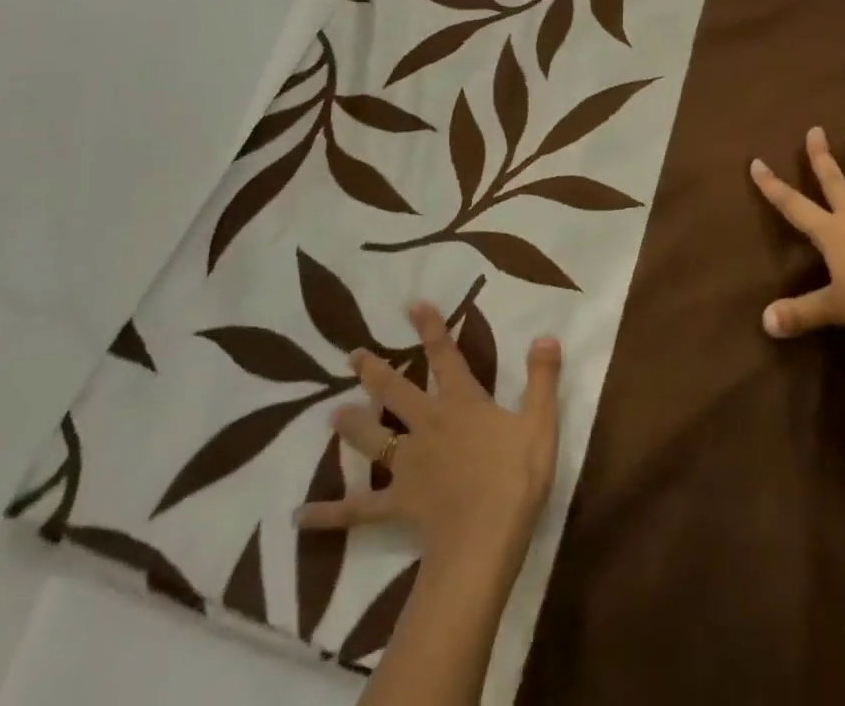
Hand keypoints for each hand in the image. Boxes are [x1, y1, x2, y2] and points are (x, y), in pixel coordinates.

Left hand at [295, 302, 561, 565]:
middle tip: (352, 355)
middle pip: (397, 392)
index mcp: (462, 403)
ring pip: (374, 439)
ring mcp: (408, 465)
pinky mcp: (397, 503)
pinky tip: (299, 516)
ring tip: (331, 414)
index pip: (446, 356)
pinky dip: (328, 512)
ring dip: (352, 425)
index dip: (431, 329)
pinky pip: (358, 508)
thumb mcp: (540, 422)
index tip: (413, 305)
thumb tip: (545, 336)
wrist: (484, 539)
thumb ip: (542, 378)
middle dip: (375, 370)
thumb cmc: (515, 478)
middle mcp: (429, 425)